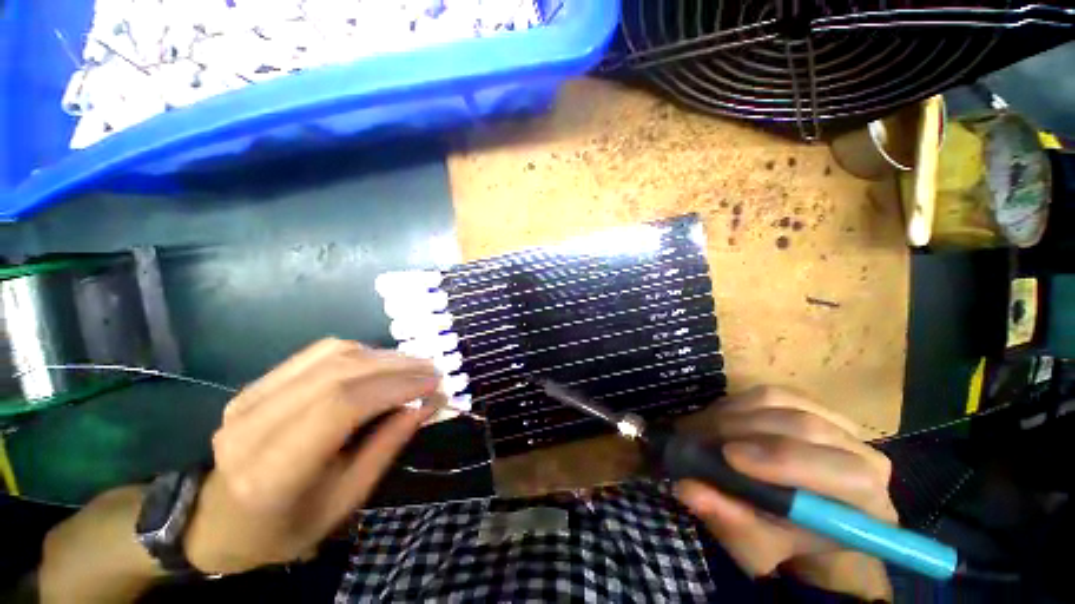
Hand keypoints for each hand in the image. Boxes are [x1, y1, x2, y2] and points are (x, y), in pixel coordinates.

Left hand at [183, 338, 439, 574]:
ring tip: (413, 366)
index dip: (395, 387)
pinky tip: (381, 363)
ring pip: (331, 354)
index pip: (342, 406)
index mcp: (272, 470)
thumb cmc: (287, 526)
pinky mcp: (256, 384)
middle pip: (339, 373)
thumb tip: (428, 403)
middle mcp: (252, 424)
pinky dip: (360, 352)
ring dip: (382, 355)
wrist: (220, 522)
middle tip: (432, 370)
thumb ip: (388, 445)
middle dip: (397, 366)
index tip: (434, 384)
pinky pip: (318, 353)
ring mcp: (249, 397)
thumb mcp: (346, 500)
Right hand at [676, 387, 895, 601]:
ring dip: (734, 413)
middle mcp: (862, 455)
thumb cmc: (784, 541)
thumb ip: (729, 519)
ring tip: (702, 427)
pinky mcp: (810, 405)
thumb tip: (687, 488)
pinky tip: (717, 417)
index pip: (840, 471)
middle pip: (806, 426)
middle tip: (699, 437)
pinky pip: (771, 393)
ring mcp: (836, 424)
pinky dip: (736, 403)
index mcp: (865, 503)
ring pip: (783, 402)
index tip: (728, 456)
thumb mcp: (756, 546)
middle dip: (744, 429)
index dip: (782, 459)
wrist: (800, 521)